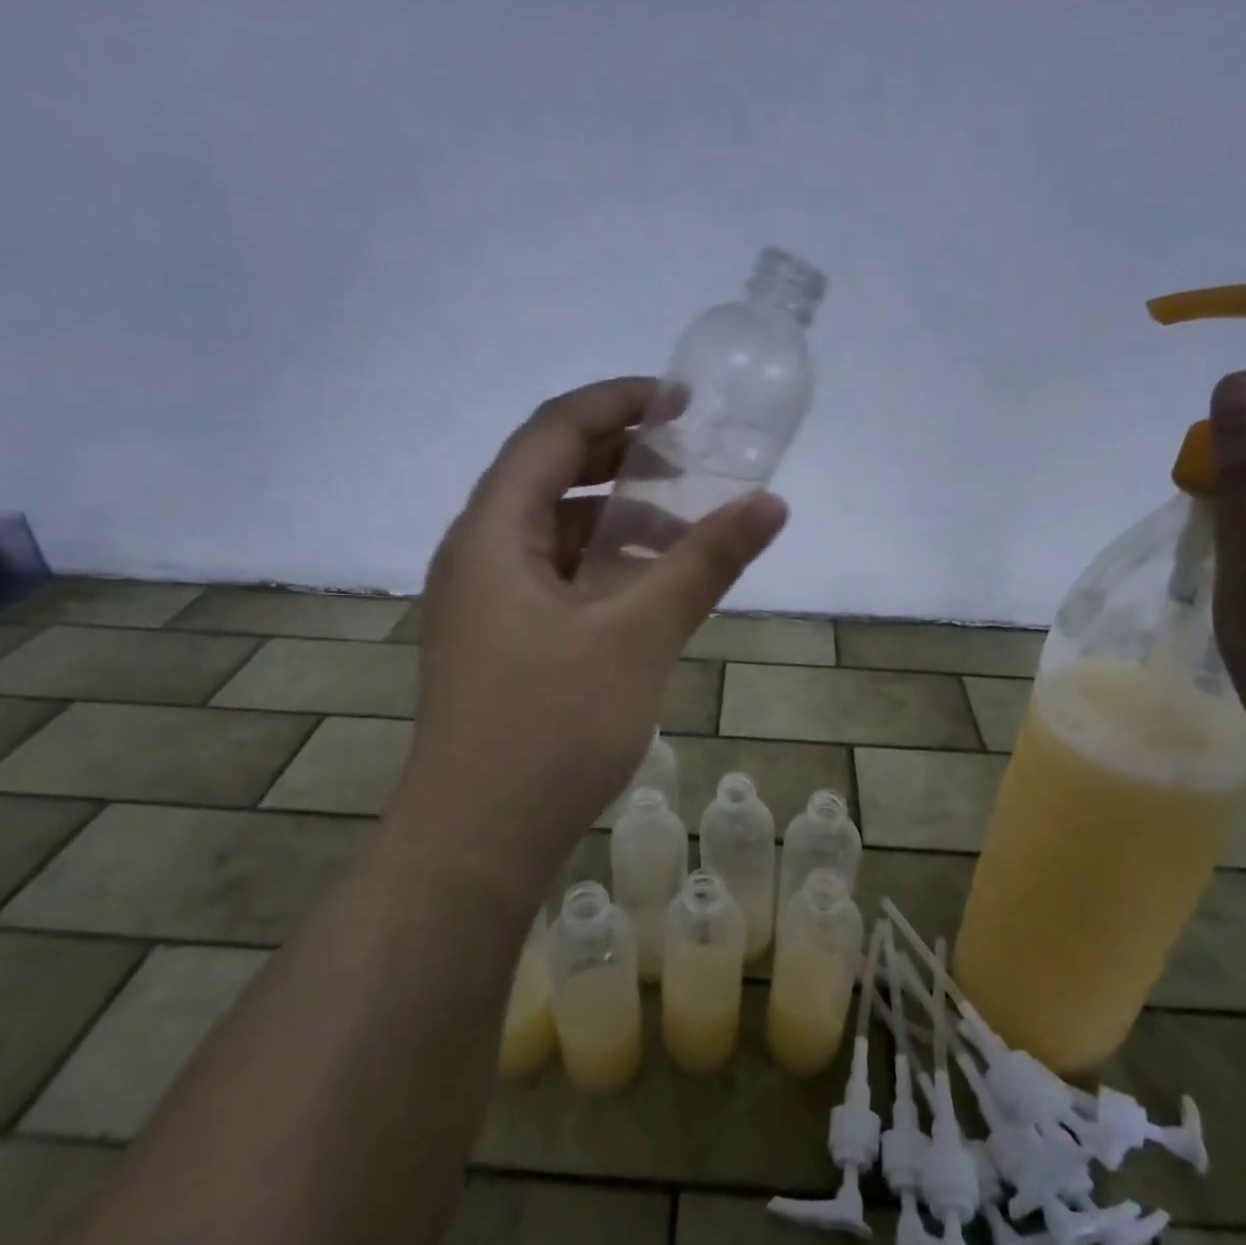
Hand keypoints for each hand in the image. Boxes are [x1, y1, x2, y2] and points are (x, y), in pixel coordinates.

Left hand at [392, 377, 787, 886]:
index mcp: (492, 532)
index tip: (683, 402)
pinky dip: (602, 565)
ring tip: (683, 521)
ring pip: (553, 531)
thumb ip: (703, 563)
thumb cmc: (550, 730)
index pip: (552, 431)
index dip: (617, 402)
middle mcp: (478, 554)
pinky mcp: (502, 642)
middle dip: (620, 455)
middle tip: (690, 455)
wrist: (476, 842)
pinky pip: (554, 577)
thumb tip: (769, 503)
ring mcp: (486, 602)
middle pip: (548, 474)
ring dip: (614, 515)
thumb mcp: (638, 637)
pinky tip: (648, 585)